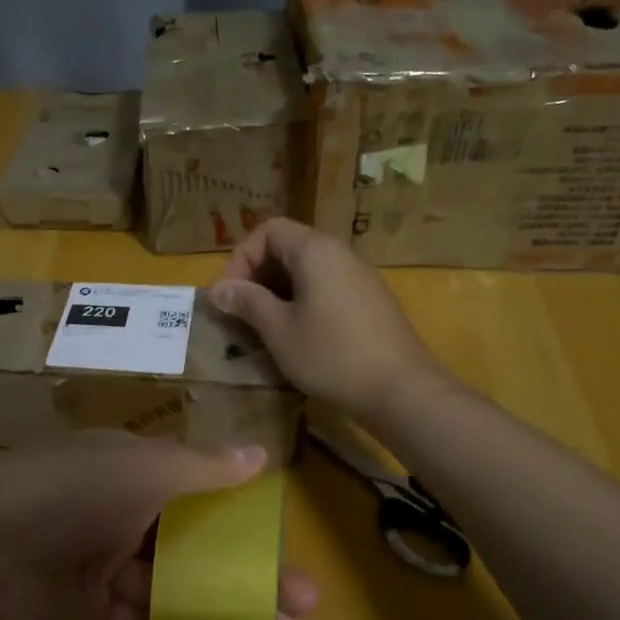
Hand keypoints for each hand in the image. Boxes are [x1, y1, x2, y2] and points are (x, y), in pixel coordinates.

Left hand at [0, 436, 316, 619]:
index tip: (284, 546)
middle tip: (301, 604)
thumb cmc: (74, 493)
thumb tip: (259, 453)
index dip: (245, 520)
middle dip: (248, 575)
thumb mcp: (145, 468)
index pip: (201, 495)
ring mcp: (105, 569)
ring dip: (227, 610)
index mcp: (134, 474)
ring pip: (178, 592)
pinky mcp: (90, 616)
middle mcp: (122, 518)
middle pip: (196, 549)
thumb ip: (203, 467)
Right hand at [209, 218, 446, 423]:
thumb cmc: (331, 355)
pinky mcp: (370, 303)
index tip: (229, 296)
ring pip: (308, 271)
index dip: (241, 258)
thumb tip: (219, 289)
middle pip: (289, 248)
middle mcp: (340, 254)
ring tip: (264, 328)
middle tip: (241, 313)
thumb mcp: (279, 330)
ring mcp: (359, 278)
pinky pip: (327, 289)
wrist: (400, 389)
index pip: (268, 231)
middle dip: (257, 276)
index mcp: (315, 251)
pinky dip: (303, 304)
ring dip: (279, 293)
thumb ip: (248, 302)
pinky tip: (297, 338)